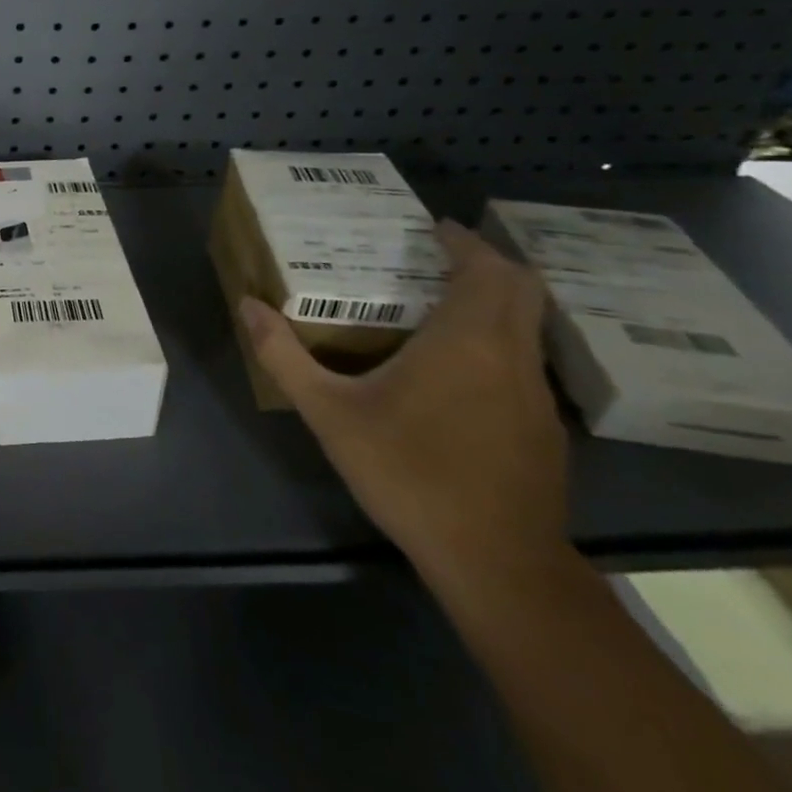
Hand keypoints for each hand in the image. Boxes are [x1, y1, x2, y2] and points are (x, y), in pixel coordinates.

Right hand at [239, 219, 567, 591]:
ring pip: (527, 326)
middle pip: (520, 288)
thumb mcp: (330, 414)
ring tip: (439, 305)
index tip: (434, 228)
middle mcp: (511, 356)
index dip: (464, 242)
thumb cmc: (410, 474)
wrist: (496, 563)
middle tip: (436, 257)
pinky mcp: (543, 429)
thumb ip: (285, 356)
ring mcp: (536, 395)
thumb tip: (247, 306)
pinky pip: (523, 361)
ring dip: (494, 302)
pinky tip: (456, 371)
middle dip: (485, 263)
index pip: (486, 269)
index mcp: (467, 341)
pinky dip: (497, 342)